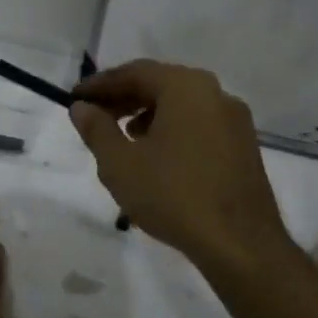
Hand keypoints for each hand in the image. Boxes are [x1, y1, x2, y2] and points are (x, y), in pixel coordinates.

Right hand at [69, 60, 293, 273]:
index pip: (134, 72)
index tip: (74, 98)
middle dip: (123, 98)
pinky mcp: (243, 145)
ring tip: (122, 137)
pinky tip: (157, 155)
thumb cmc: (173, 195)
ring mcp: (234, 120)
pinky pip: (199, 123)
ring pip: (181, 104)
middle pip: (160, 84)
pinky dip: (172, 129)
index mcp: (185, 87)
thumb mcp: (120, 164)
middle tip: (94, 116)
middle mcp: (215, 93)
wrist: (240, 244)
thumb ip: (96, 129)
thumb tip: (81, 107)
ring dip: (147, 114)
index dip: (100, 84)